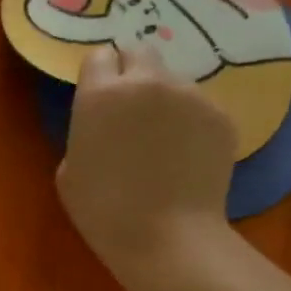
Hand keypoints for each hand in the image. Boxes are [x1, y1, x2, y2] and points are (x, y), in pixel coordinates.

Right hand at [56, 44, 238, 290]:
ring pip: (173, 81)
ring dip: (164, 100)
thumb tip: (103, 125)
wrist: (167, 238)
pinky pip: (200, 107)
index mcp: (101, 95)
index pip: (99, 56)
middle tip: (131, 112)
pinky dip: (192, 124)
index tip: (98, 101)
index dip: (98, 77)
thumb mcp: (69, 173)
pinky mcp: (221, 115)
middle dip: (132, 72)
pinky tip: (187, 158)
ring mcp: (190, 95)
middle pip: (140, 51)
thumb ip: (84, 133)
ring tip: (164, 143)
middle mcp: (147, 82)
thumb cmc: (104, 213)